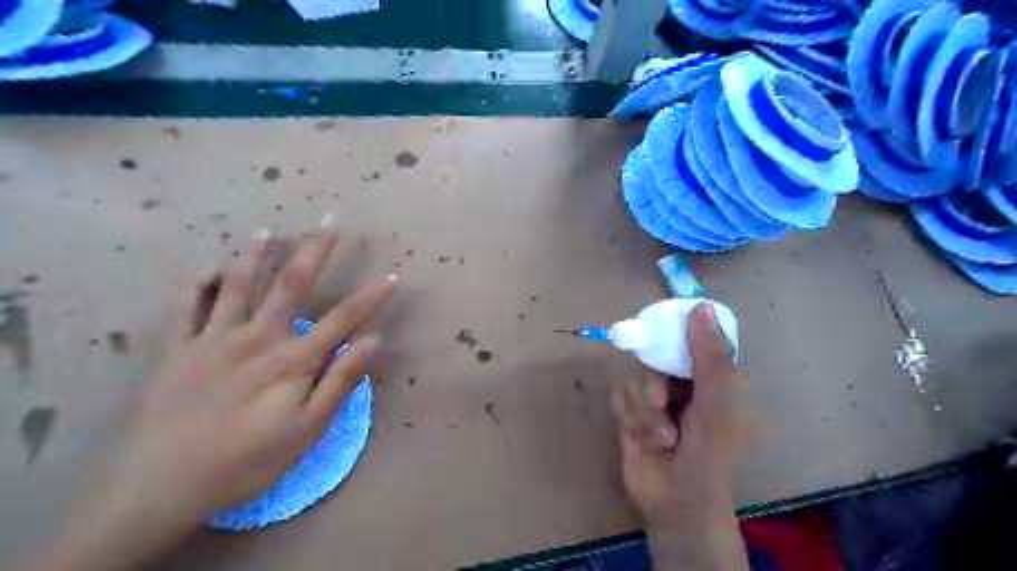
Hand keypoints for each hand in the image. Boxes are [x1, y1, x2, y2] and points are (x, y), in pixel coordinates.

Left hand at [36, 219, 395, 570]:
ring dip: (254, 254)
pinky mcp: (177, 349)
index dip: (371, 296)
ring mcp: (213, 339)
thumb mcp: (307, 431)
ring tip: (267, 230)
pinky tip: (208, 268)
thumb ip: (340, 382)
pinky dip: (197, 283)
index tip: (392, 275)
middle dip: (315, 251)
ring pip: (237, 284)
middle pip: (292, 285)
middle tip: (329, 221)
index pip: (343, 319)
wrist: (161, 486)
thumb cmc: (247, 461)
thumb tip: (373, 341)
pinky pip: (185, 306)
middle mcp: (256, 337)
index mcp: (292, 360)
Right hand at [608, 301, 747, 568]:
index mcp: (710, 376)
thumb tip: (700, 306)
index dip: (675, 334)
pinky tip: (643, 440)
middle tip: (661, 403)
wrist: (677, 500)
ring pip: (635, 377)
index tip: (660, 335)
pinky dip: (630, 418)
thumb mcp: (717, 401)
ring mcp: (655, 397)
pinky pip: (619, 395)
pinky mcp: (631, 412)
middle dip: (654, 384)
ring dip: (645, 410)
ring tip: (662, 437)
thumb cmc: (709, 452)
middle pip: (654, 356)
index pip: (690, 338)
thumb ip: (709, 354)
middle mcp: (682, 382)